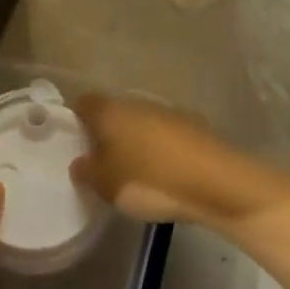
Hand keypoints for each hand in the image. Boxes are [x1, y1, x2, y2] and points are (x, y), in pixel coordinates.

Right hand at [69, 96, 289, 229]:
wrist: (216, 182)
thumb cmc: (151, 181)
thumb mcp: (107, 186)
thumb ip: (87, 172)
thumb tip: (79, 162)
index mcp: (111, 111)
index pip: (83, 103)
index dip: (74, 118)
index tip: (72, 140)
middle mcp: (137, 102)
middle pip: (113, 111)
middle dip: (106, 131)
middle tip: (100, 160)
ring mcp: (168, 111)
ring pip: (140, 121)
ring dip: (134, 139)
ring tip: (132, 169)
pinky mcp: (193, 126)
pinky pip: (164, 133)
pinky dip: (159, 147)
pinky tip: (162, 171)